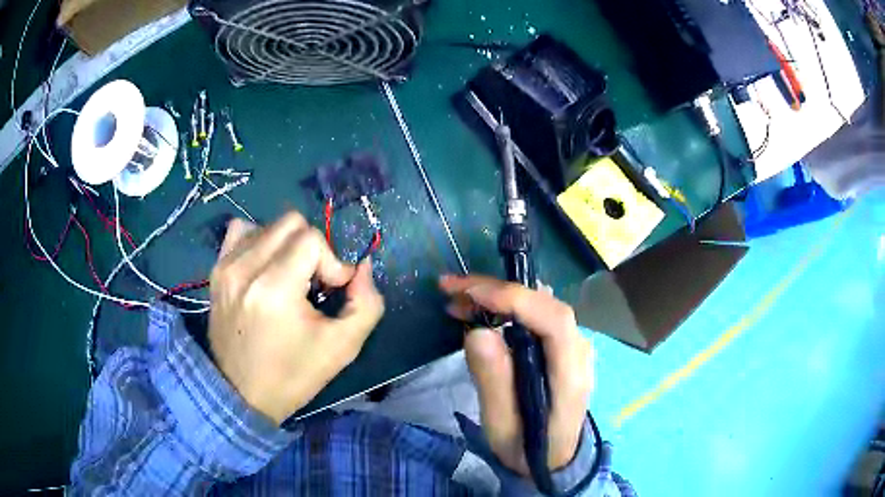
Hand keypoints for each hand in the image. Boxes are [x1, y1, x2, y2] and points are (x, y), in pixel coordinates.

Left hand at [208, 213, 383, 424]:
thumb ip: (366, 303)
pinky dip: (260, 241)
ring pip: (269, 224)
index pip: (313, 239)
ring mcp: (226, 266)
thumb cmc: (293, 375)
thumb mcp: (343, 347)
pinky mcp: (216, 270)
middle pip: (293, 222)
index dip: (332, 262)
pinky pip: (241, 230)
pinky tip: (265, 267)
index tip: (330, 293)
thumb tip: (362, 266)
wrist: (241, 394)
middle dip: (313, 250)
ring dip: (288, 246)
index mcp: (274, 288)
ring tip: (288, 277)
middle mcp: (245, 267)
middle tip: (312, 284)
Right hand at [440, 275, 593, 474]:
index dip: (516, 300)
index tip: (472, 294)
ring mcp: (572, 346)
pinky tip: (477, 309)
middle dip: (497, 290)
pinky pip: (534, 316)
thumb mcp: (502, 426)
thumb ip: (495, 382)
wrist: (554, 459)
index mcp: (570, 375)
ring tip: (455, 298)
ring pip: (538, 305)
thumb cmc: (527, 447)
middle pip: (545, 304)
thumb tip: (477, 331)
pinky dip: (504, 306)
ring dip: (497, 296)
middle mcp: (578, 351)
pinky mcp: (560, 346)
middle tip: (451, 288)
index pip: (554, 321)